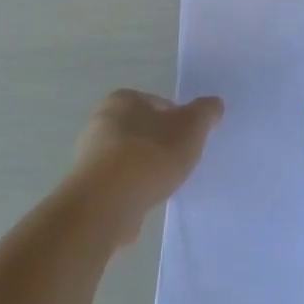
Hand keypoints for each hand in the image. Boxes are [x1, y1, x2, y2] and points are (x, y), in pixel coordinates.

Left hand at [67, 90, 223, 243]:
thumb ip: (205, 112)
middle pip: (144, 130)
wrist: (106, 204)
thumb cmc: (150, 155)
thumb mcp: (191, 127)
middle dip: (162, 144)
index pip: (160, 104)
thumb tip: (214, 104)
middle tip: (181, 161)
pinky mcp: (89, 185)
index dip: (179, 120)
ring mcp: (91, 155)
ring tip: (165, 184)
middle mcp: (101, 121)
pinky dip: (134, 188)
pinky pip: (120, 181)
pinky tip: (146, 199)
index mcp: (123, 100)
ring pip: (131, 157)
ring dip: (147, 168)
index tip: (190, 140)